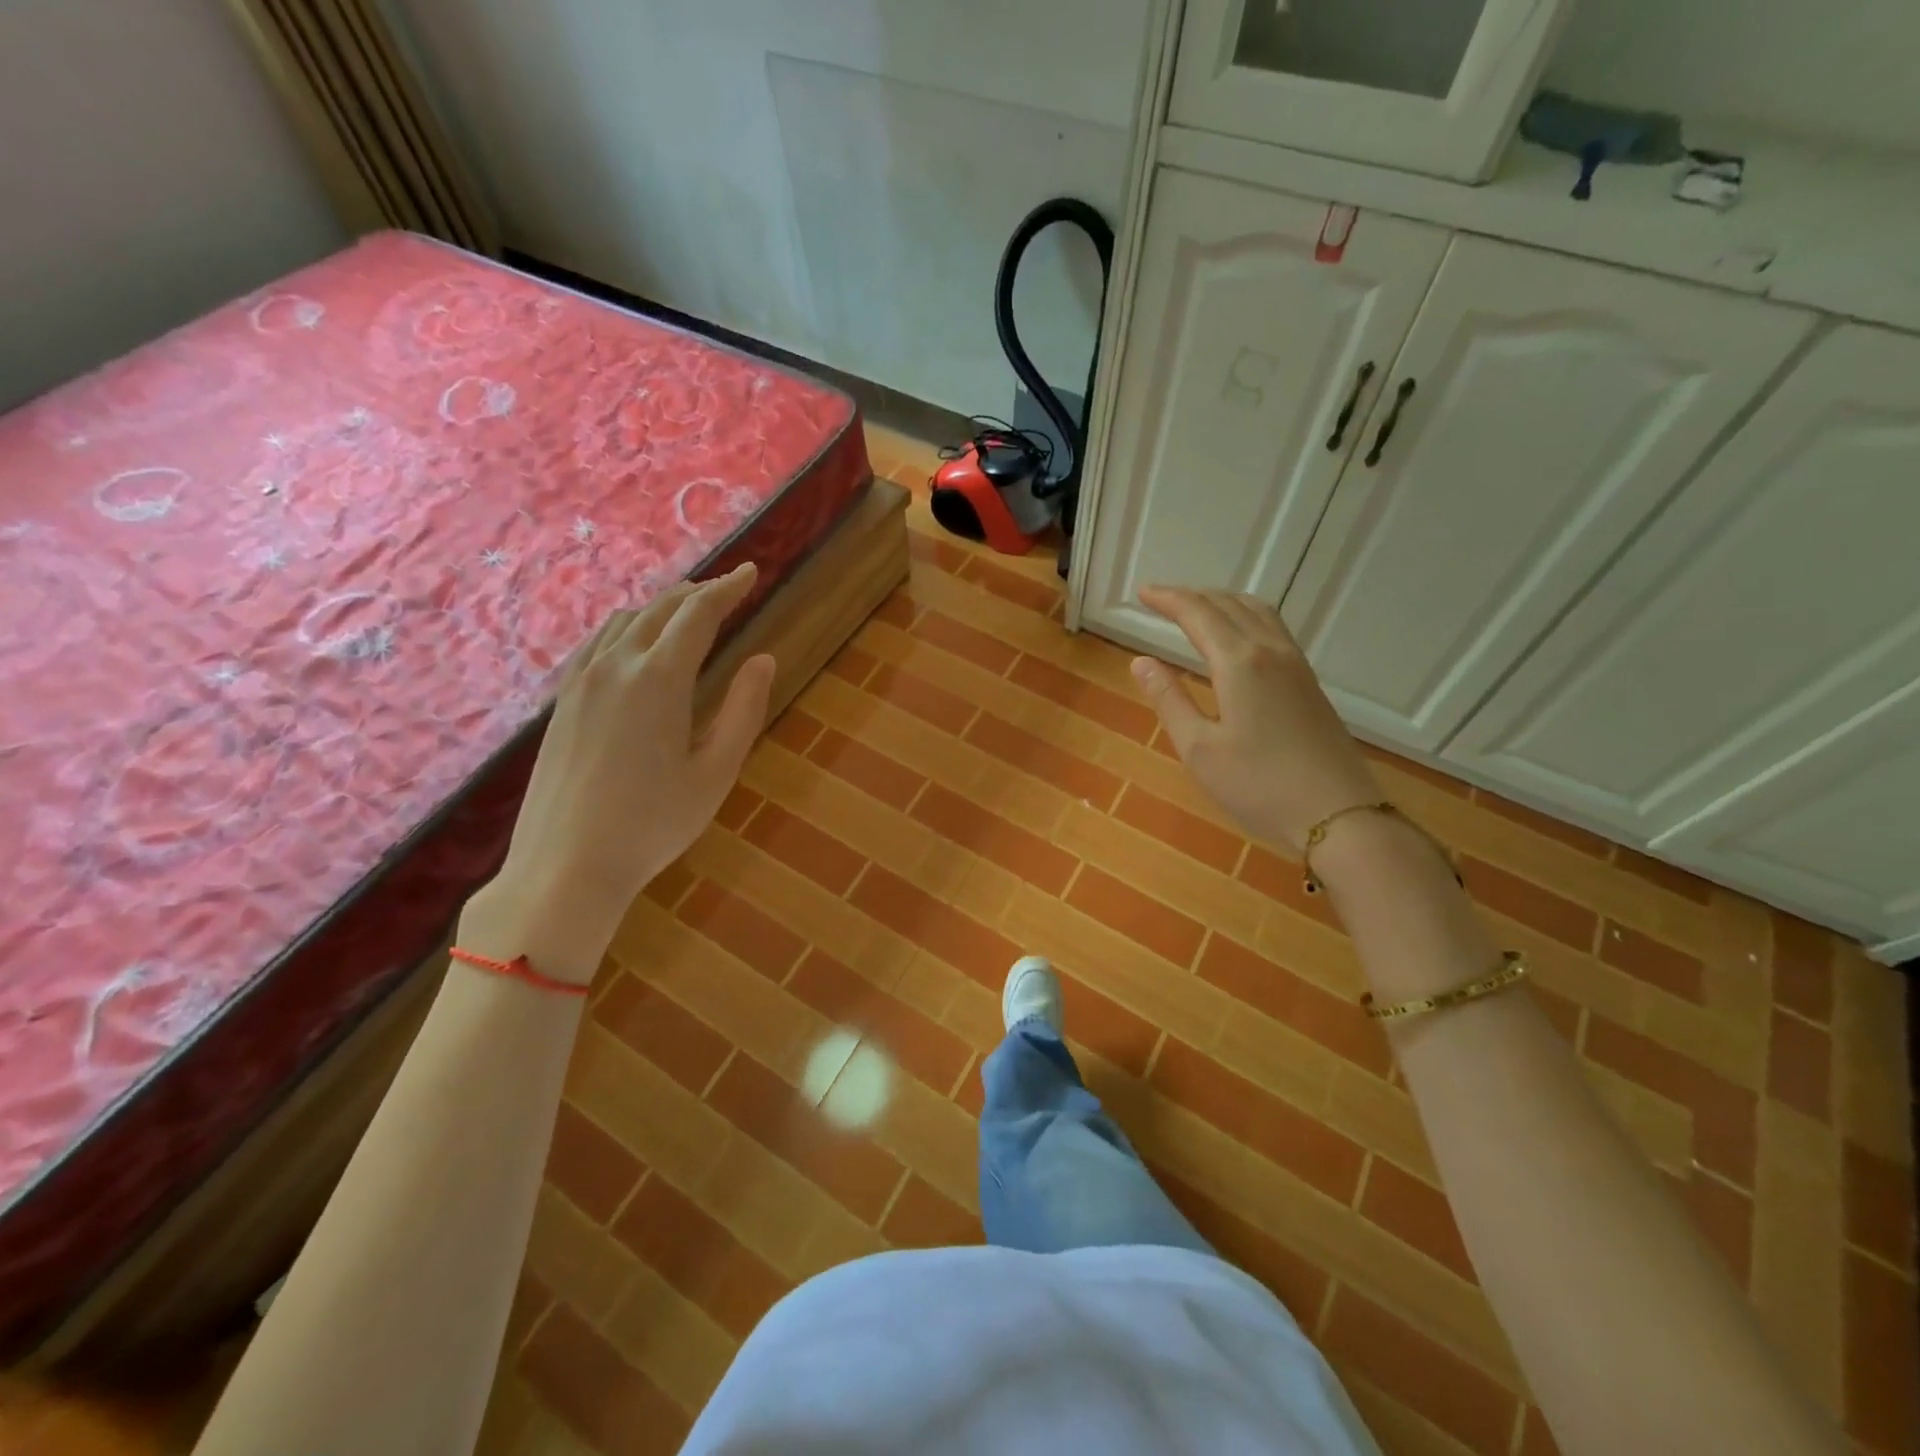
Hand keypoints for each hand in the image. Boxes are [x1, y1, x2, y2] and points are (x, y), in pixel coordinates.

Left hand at [461, 564, 774, 982]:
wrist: (565, 865)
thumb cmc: (653, 824)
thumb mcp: (716, 771)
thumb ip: (743, 710)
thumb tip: (764, 659)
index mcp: (658, 679)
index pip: (698, 614)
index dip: (727, 589)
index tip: (750, 573)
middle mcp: (616, 666)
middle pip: (660, 609)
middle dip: (698, 593)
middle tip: (727, 589)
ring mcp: (581, 681)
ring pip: (626, 622)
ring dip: (662, 608)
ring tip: (689, 611)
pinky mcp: (562, 701)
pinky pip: (598, 643)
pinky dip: (629, 627)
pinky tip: (635, 642)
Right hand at [1129, 586, 1379, 854]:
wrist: (1339, 814)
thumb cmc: (1259, 786)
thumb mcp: (1199, 749)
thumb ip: (1169, 700)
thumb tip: (1141, 662)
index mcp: (1240, 663)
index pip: (1198, 614)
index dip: (1168, 599)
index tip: (1142, 593)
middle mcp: (1270, 652)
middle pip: (1228, 605)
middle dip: (1191, 596)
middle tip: (1159, 599)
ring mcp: (1295, 665)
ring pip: (1257, 611)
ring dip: (1222, 601)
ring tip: (1196, 609)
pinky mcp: (1309, 682)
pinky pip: (1273, 628)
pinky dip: (1245, 616)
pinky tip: (1237, 636)